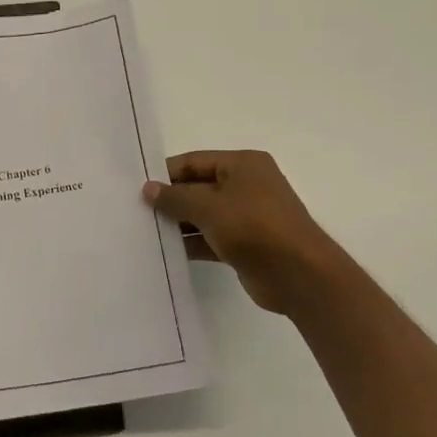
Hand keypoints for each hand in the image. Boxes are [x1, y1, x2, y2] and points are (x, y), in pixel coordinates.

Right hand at [143, 151, 346, 314]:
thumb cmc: (254, 228)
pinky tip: (166, 252)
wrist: (299, 275)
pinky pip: (211, 238)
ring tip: (145, 233)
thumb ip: (175, 198)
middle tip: (136, 212)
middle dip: (170, 200)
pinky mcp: (245, 244)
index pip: (194, 161)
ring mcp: (247, 216)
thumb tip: (148, 188)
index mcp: (242, 164)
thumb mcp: (209, 207)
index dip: (166, 174)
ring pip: (204, 214)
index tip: (137, 189)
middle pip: (198, 187)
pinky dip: (192, 243)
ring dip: (179, 224)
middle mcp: (246, 185)